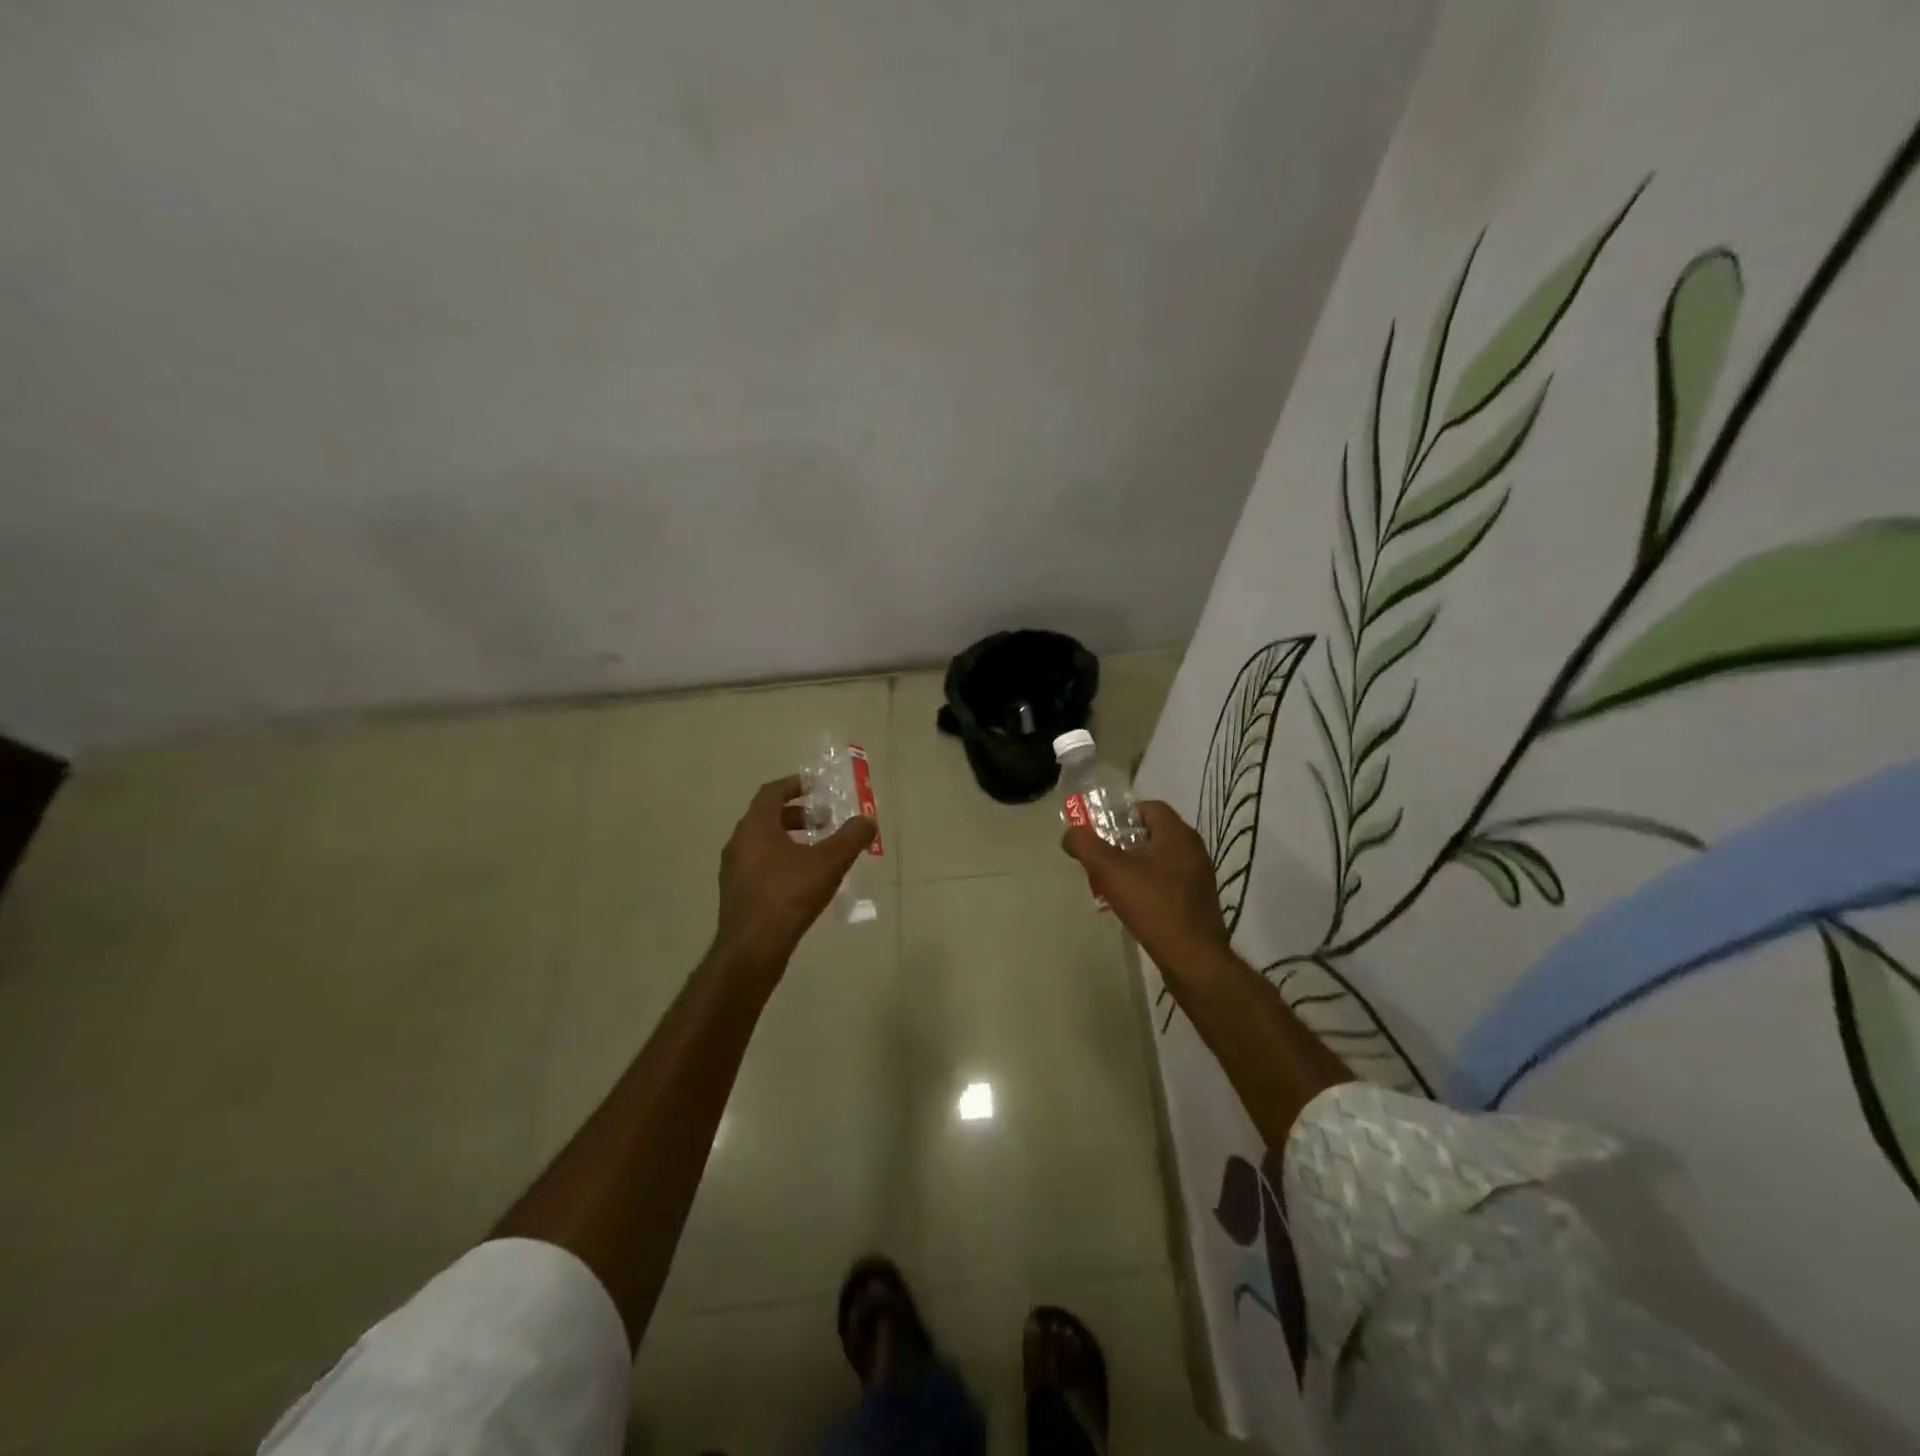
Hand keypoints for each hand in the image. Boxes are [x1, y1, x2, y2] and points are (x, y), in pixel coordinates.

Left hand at [714, 774, 876, 972]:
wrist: (752, 949)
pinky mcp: (737, 893)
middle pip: (768, 816)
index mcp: (755, 826)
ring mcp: (734, 870)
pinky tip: (804, 880)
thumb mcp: (829, 862)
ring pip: (764, 842)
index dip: (795, 785)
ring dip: (791, 839)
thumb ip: (851, 837)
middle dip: (799, 814)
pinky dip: (782, 860)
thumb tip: (867, 820)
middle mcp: (739, 842)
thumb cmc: (789, 896)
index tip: (817, 786)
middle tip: (826, 821)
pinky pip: (761, 865)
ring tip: (820, 851)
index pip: (772, 792)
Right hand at [1059, 801, 1232, 971]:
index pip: (1148, 807)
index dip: (1121, 814)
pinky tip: (1131, 904)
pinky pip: (1167, 881)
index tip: (1099, 831)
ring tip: (1110, 883)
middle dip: (1122, 842)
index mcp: (1177, 834)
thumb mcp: (1111, 871)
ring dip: (1133, 865)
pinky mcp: (1197, 901)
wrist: (1193, 959)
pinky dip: (1147, 885)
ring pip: (1158, 859)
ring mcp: (1198, 877)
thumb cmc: (1154, 906)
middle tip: (1099, 858)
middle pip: (1152, 833)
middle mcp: (1192, 849)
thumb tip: (1071, 834)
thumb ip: (1086, 845)